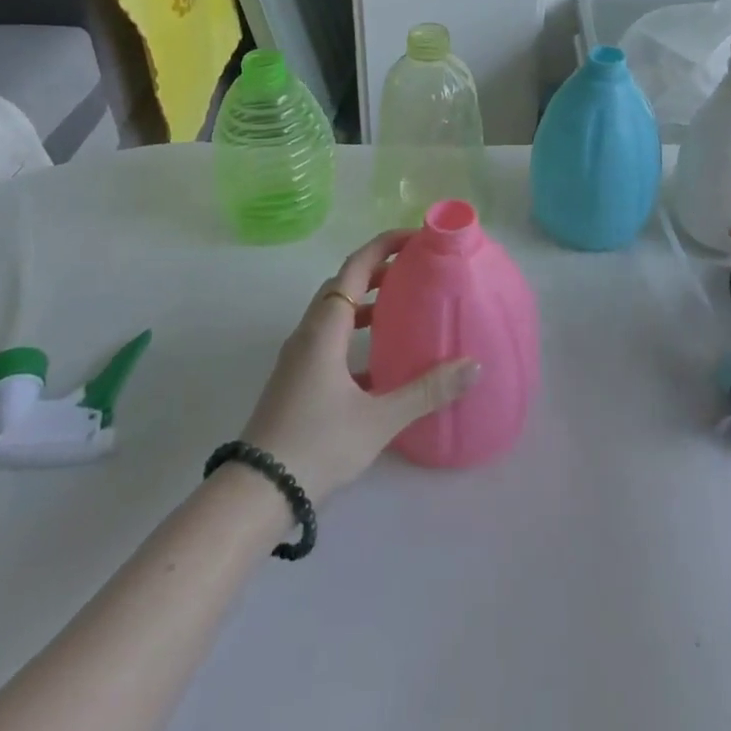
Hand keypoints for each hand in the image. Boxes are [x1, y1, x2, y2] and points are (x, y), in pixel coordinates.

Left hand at [240, 231, 479, 502]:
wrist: (257, 492)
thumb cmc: (318, 444)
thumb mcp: (379, 419)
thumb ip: (427, 391)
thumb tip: (473, 366)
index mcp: (325, 328)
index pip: (355, 267)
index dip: (383, 245)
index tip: (414, 237)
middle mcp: (309, 333)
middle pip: (343, 284)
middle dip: (377, 270)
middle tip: (414, 269)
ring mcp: (298, 357)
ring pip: (334, 313)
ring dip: (365, 302)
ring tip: (400, 308)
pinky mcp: (296, 380)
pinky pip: (329, 339)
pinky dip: (355, 334)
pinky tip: (379, 363)